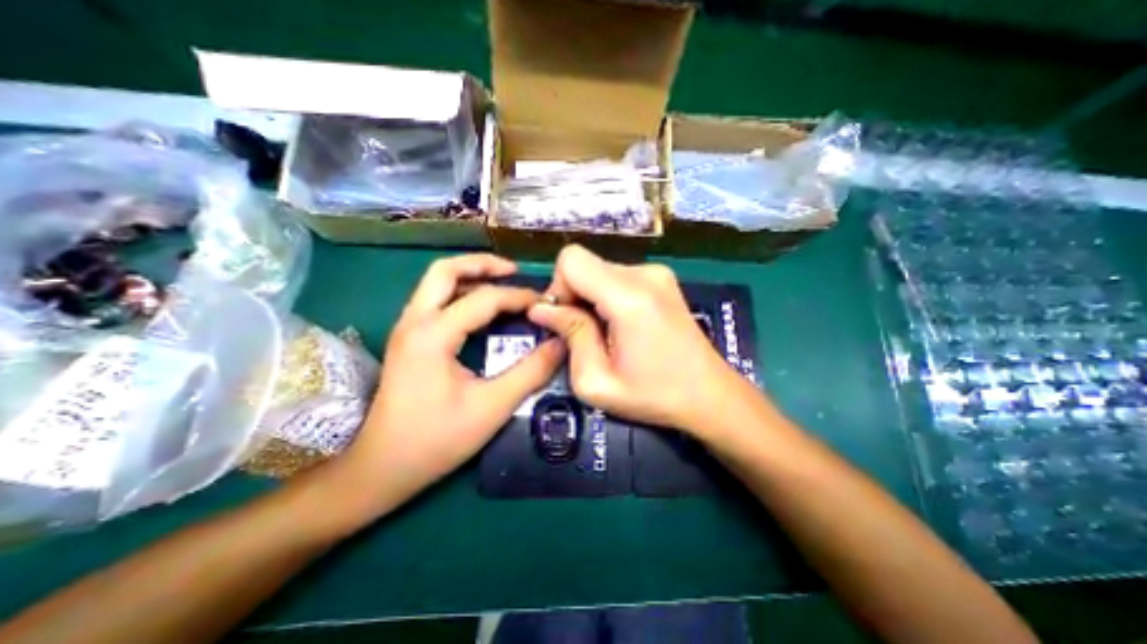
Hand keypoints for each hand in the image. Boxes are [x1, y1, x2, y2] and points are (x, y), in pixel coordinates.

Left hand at [346, 253, 565, 506]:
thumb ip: (531, 372)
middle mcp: (414, 322)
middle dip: (482, 264)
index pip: (484, 299)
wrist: (381, 468)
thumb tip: (560, 344)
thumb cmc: (436, 440)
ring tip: (502, 282)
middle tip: (514, 271)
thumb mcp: (492, 407)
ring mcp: (406, 329)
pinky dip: (461, 294)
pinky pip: (435, 301)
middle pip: (445, 270)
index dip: (519, 297)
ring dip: (470, 276)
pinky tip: (482, 309)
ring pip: (436, 282)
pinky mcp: (407, 340)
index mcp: (433, 335)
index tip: (546, 302)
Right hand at [526, 243, 750, 435]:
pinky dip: (607, 296)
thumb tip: (540, 308)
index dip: (557, 287)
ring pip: (599, 270)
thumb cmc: (654, 395)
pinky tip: (622, 326)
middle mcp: (644, 273)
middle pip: (584, 263)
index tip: (564, 320)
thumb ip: (569, 335)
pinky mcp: (662, 278)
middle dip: (573, 296)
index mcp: (629, 296)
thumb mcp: (597, 380)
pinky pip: (617, 277)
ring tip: (606, 334)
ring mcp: (657, 272)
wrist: (710, 394)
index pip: (571, 259)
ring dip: (591, 298)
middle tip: (584, 334)